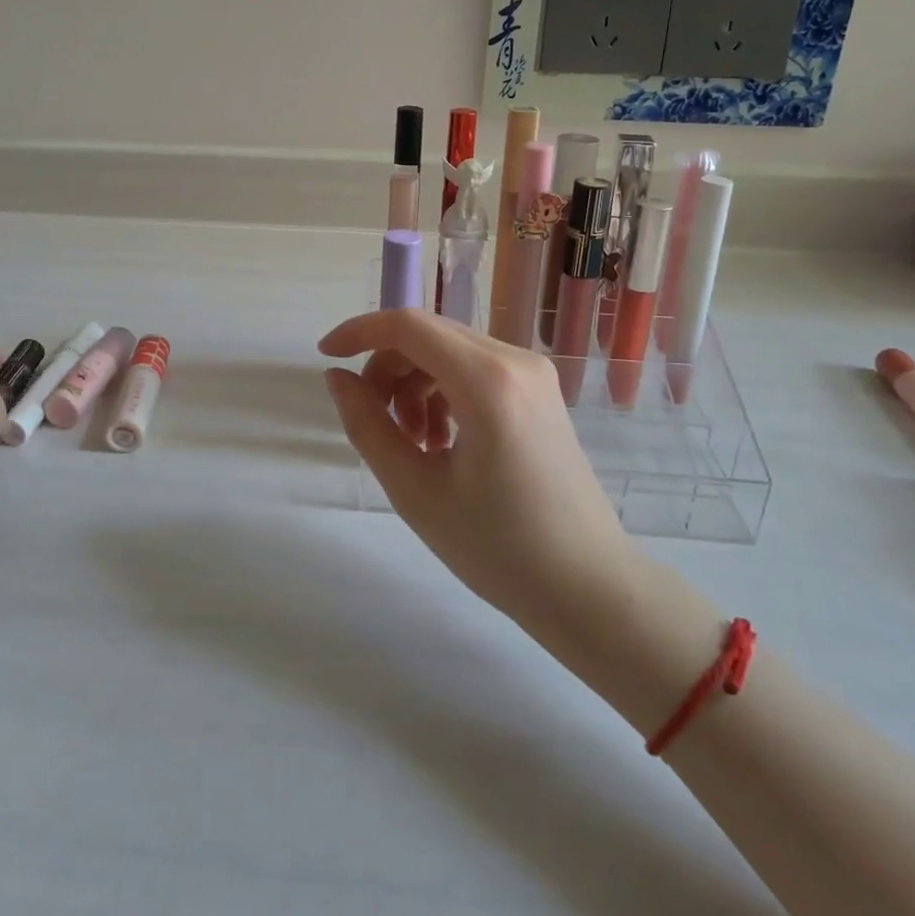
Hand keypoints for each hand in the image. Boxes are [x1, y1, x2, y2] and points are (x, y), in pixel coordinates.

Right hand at [319, 309, 645, 640]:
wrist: (589, 590)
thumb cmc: (499, 549)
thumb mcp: (416, 491)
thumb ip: (368, 425)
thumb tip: (338, 378)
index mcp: (487, 381)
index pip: (408, 325)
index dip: (358, 332)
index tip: (325, 358)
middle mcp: (515, 360)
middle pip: (427, 334)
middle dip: (386, 367)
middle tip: (374, 422)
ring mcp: (533, 373)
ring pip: (448, 351)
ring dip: (414, 383)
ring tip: (410, 442)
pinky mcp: (539, 391)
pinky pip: (474, 369)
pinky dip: (442, 391)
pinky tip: (439, 441)